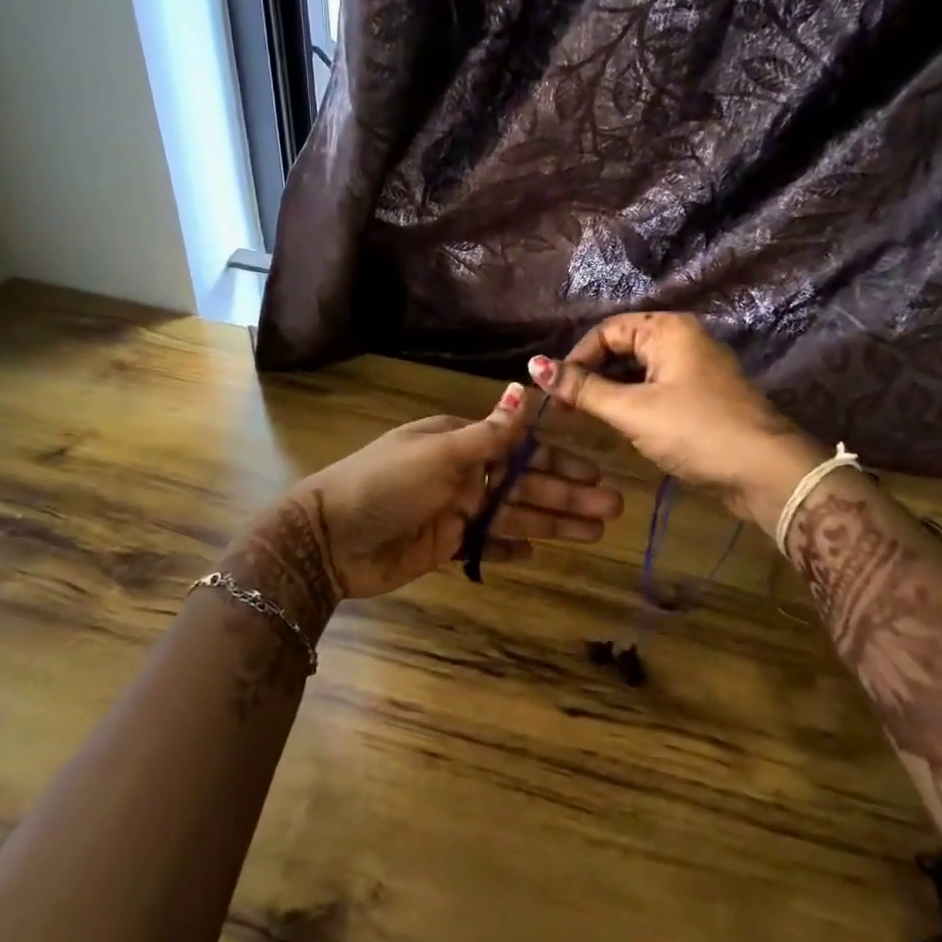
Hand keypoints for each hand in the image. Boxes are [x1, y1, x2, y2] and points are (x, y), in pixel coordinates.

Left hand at [228, 383, 623, 623]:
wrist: (329, 539)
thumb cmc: (385, 484)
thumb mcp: (439, 453)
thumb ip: (488, 433)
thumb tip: (523, 391)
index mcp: (459, 442)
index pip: (520, 449)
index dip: (558, 460)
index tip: (596, 471)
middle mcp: (462, 473)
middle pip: (524, 484)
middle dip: (567, 495)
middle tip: (612, 508)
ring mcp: (454, 510)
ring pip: (513, 514)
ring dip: (553, 521)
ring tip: (595, 532)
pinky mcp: (444, 545)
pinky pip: (486, 544)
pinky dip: (510, 546)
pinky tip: (537, 550)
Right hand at [527, 314, 829, 529]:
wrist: (766, 472)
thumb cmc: (695, 431)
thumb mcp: (632, 410)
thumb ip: (583, 389)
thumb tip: (534, 366)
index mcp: (667, 330)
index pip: (606, 331)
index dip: (576, 359)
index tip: (555, 393)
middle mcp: (683, 340)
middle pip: (622, 348)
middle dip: (592, 375)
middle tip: (566, 408)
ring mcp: (696, 369)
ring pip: (639, 371)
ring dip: (611, 391)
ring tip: (588, 418)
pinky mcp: (703, 396)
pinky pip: (656, 389)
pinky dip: (634, 402)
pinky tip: (621, 425)